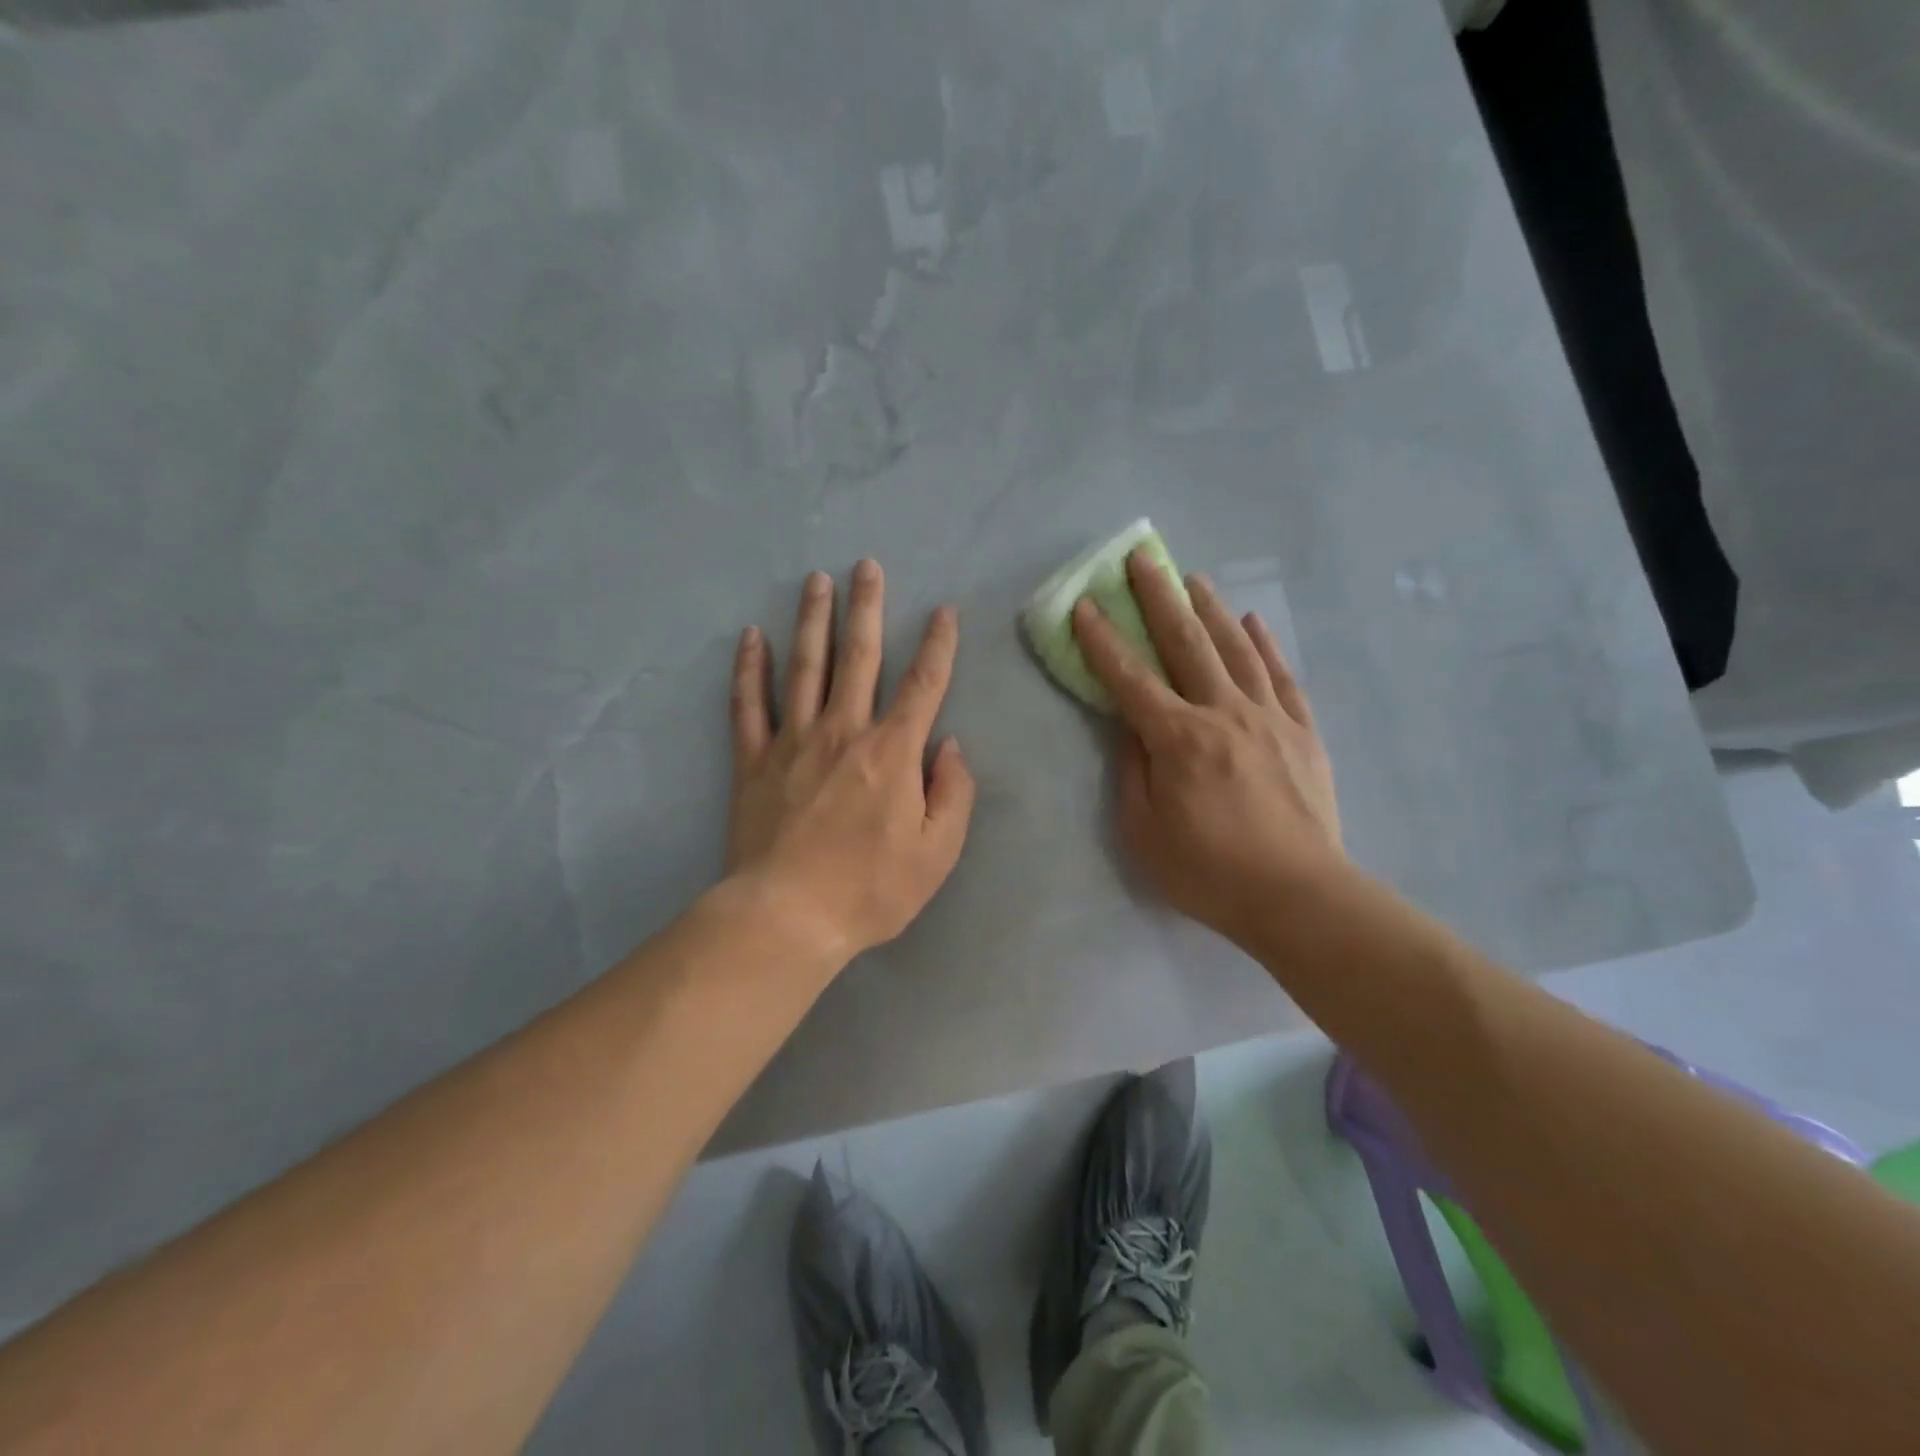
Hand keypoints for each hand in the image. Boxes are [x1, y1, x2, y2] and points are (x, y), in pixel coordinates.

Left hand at [726, 560, 975, 961]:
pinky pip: (749, 704)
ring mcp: (793, 741)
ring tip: (816, 581)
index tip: (944, 612)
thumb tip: (951, 747)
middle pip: (859, 657)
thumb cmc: (870, 889)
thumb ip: (954, 794)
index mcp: (893, 752)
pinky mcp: (754, 761)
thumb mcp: (937, 853)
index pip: (923, 685)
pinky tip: (751, 636)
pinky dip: (749, 669)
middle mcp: (844, 731)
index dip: (938, 646)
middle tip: (866, 566)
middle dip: (867, 608)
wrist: (787, 917)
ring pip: (805, 666)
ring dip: (813, 620)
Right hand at [1072, 551, 1343, 945]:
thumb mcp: (1143, 832)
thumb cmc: (1208, 871)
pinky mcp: (1302, 732)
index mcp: (1178, 740)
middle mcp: (1223, 714)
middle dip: (1159, 598)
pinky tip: (1252, 622)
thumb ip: (1132, 771)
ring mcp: (1269, 718)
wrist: (1298, 897)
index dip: (1103, 641)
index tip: (1085, 605)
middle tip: (1142, 559)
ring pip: (1235, 649)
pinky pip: (1281, 676)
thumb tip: (1129, 725)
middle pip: (1186, 644)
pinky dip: (1265, 645)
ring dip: (1211, 609)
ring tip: (1193, 579)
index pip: (1130, 679)